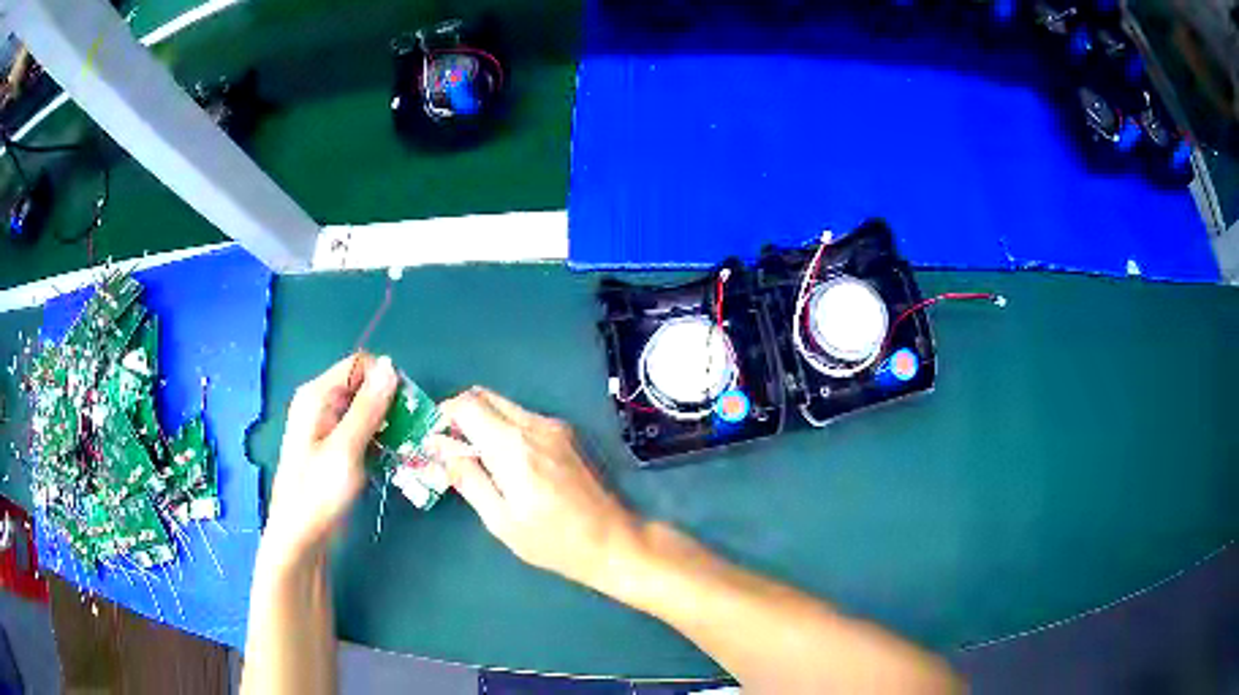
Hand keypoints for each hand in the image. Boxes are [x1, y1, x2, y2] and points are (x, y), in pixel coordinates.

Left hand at [263, 353, 398, 566]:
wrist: (301, 540)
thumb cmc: (318, 494)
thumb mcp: (345, 450)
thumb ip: (368, 408)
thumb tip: (389, 365)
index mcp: (317, 396)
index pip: (359, 365)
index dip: (385, 380)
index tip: (409, 407)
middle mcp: (322, 405)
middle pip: (364, 387)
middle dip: (390, 405)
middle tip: (412, 433)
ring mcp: (328, 429)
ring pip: (368, 412)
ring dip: (389, 426)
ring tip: (407, 449)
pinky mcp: (336, 450)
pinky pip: (364, 433)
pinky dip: (380, 442)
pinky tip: (393, 460)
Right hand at [426, 387, 641, 588]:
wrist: (613, 541)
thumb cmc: (553, 540)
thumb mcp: (500, 520)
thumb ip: (468, 478)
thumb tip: (439, 448)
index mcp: (513, 445)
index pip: (466, 405)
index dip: (443, 416)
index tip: (435, 441)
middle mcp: (534, 424)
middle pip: (485, 396)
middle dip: (461, 415)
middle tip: (453, 449)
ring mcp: (555, 426)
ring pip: (505, 405)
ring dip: (484, 421)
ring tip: (479, 460)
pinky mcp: (567, 434)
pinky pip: (524, 418)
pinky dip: (505, 429)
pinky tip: (508, 463)